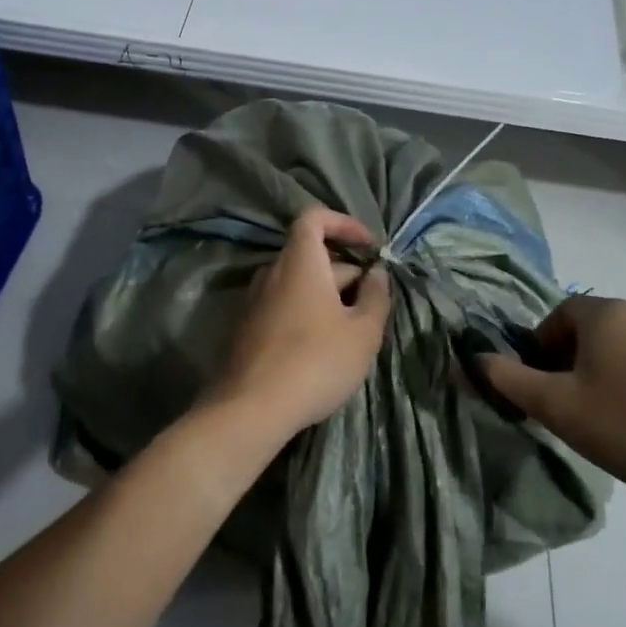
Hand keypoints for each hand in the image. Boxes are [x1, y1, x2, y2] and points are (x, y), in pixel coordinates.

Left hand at [210, 207, 390, 444]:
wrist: (251, 408)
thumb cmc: (315, 362)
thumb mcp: (362, 333)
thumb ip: (376, 296)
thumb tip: (377, 273)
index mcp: (300, 261)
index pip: (314, 217)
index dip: (343, 223)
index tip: (369, 246)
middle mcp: (273, 271)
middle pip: (311, 254)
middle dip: (345, 270)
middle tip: (372, 302)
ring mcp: (255, 299)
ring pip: (298, 283)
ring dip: (327, 294)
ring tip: (353, 328)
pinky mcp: (247, 327)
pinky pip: (283, 304)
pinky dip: (307, 311)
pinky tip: (323, 346)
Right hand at [476, 295, 625, 525]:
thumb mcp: (560, 408)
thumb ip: (508, 381)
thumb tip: (468, 358)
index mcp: (605, 313)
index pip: (554, 318)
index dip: (537, 353)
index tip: (540, 392)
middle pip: (586, 334)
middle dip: (568, 368)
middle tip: (566, 412)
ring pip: (619, 353)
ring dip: (601, 380)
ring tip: (605, 426)